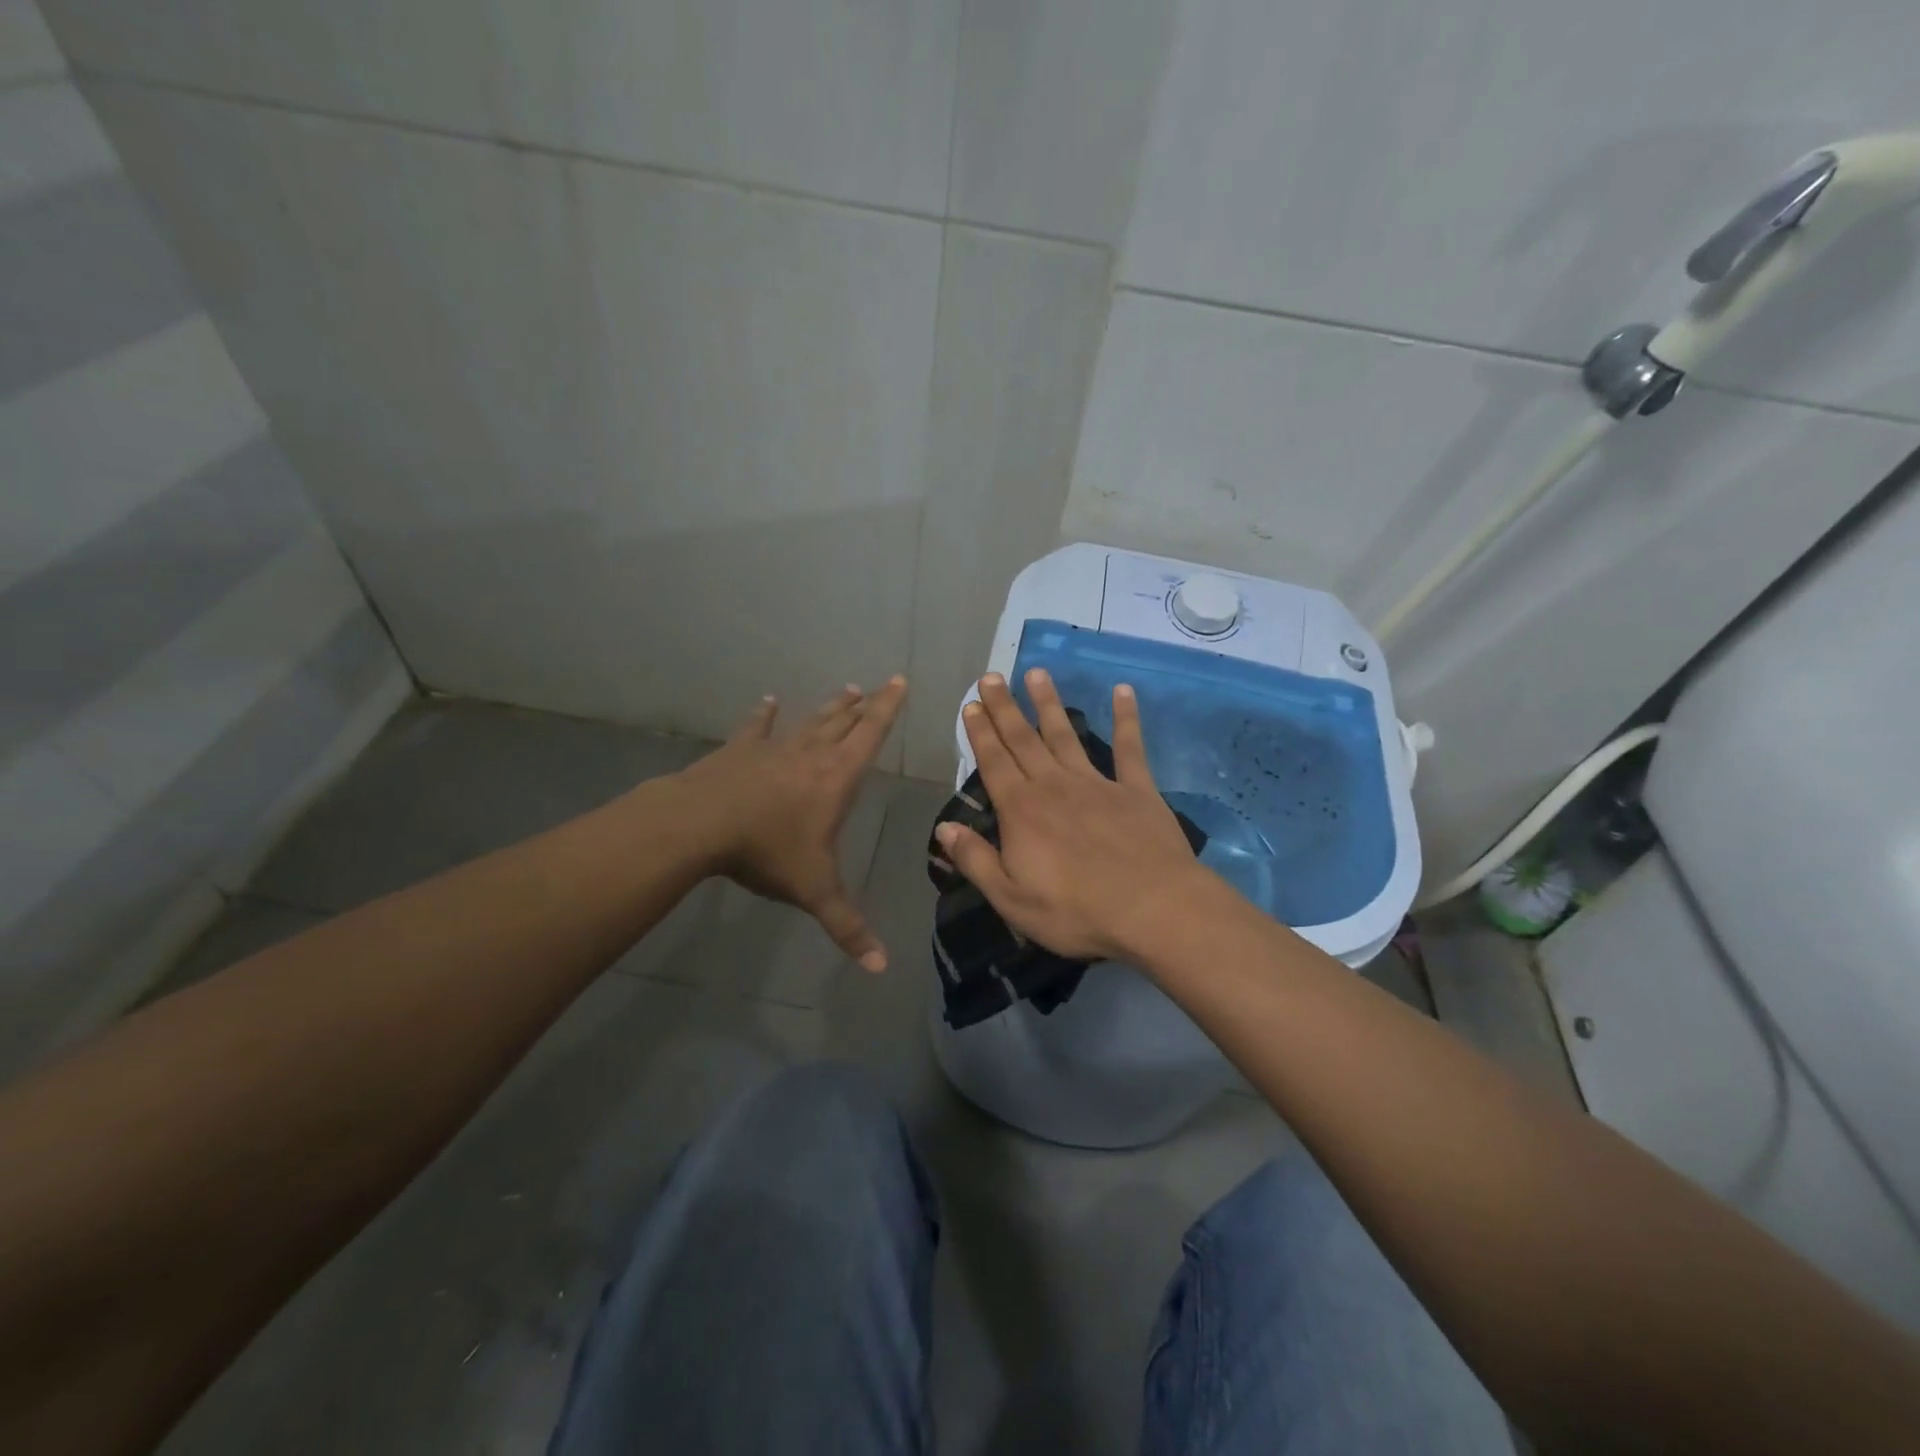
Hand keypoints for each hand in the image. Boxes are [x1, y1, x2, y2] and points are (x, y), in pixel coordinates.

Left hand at [676, 677, 907, 970]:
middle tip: (875, 687)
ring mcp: (774, 747)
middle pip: (843, 721)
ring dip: (829, 708)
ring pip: (809, 721)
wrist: (700, 824)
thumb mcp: (813, 890)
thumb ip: (847, 926)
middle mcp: (811, 753)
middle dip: (863, 705)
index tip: (899, 681)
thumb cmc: (766, 851)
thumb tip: (879, 967)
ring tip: (845, 690)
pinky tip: (769, 701)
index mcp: (836, 777)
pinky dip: (765, 714)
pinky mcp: (741, 750)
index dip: (888, 708)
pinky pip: (758, 727)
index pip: (871, 733)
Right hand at [935, 669, 1210, 962]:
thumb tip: (943, 828)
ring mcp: (1097, 783)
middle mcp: (1054, 786)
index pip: (994, 763)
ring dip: (1049, 704)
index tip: (971, 704)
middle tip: (991, 676)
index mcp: (1022, 811)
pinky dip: (1126, 718)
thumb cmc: (1076, 912)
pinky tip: (1123, 691)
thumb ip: (976, 860)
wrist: (1153, 910)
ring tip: (1036, 673)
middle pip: (1023, 740)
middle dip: (1005, 708)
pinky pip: (1129, 748)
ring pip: (1066, 735)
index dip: (980, 733)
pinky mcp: (1136, 790)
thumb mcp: (1012, 898)